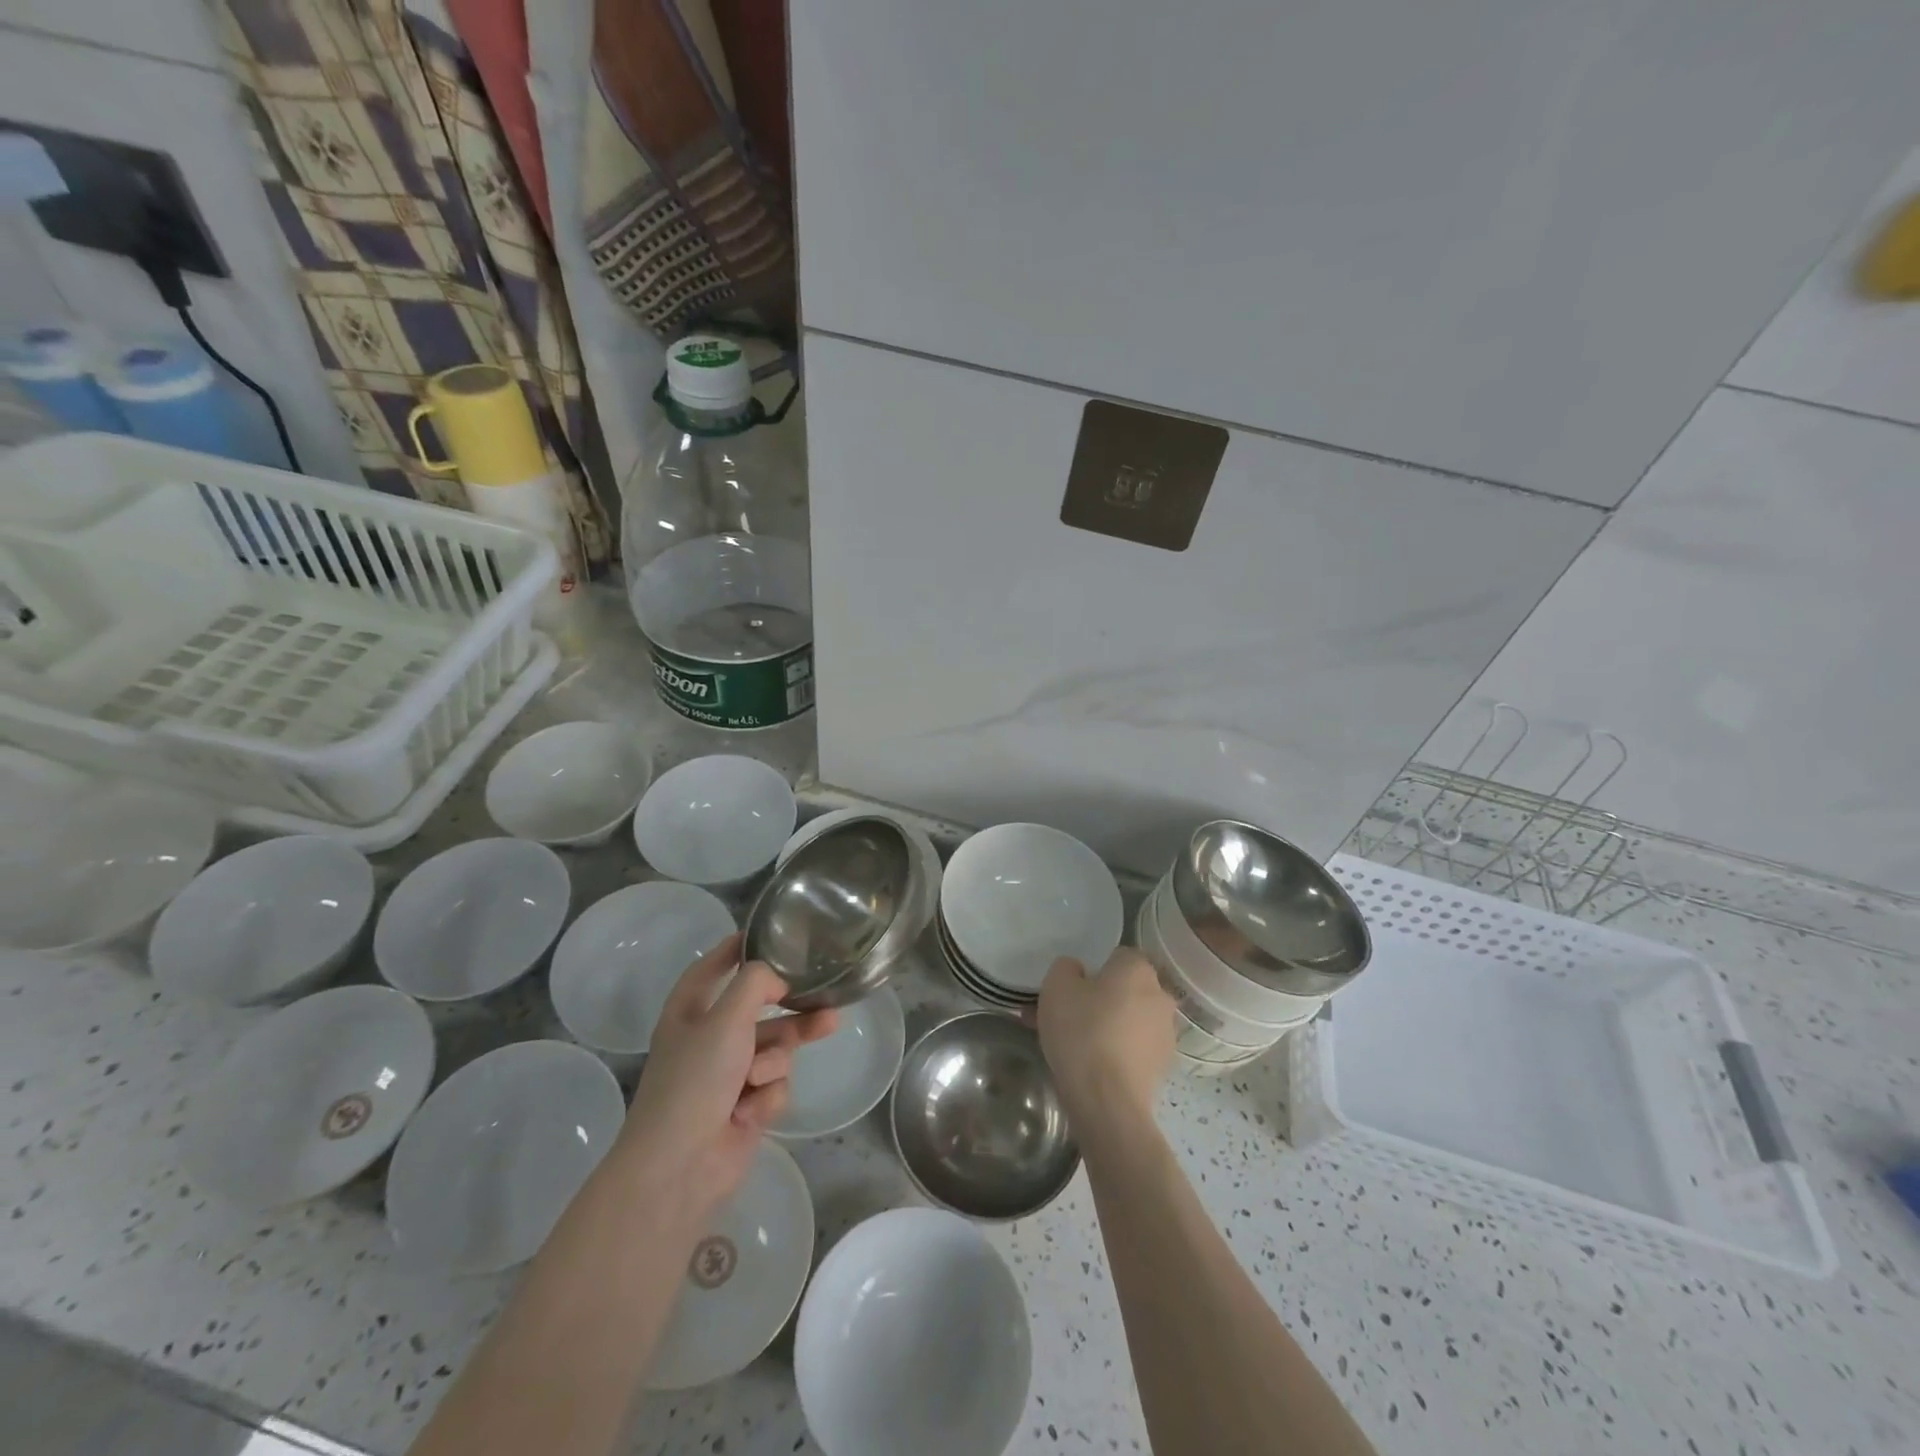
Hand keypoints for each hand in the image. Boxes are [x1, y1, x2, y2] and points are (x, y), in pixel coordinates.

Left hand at [615, 934, 837, 1236]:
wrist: (679, 1167)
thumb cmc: (695, 1081)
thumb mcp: (725, 1018)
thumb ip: (756, 983)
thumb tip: (778, 978)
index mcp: (690, 1011)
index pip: (713, 967)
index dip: (737, 949)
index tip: (770, 933)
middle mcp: (709, 1039)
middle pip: (761, 1010)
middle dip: (793, 1010)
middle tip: (828, 1002)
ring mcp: (728, 1076)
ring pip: (775, 1048)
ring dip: (777, 1058)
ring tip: (797, 1051)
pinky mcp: (745, 1107)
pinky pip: (774, 1085)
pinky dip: (767, 1096)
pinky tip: (748, 1113)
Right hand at [1037, 946, 1176, 1135]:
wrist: (1107, 1100)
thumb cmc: (1081, 1031)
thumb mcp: (1056, 986)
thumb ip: (1066, 968)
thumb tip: (1078, 972)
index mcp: (1138, 969)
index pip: (1119, 956)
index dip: (1094, 969)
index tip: (1073, 989)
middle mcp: (1160, 996)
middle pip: (1126, 989)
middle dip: (1101, 999)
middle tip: (1068, 1016)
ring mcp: (1166, 1034)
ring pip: (1129, 1020)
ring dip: (1108, 1026)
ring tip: (1074, 1046)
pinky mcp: (1163, 1067)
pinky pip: (1134, 1048)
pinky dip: (1116, 1052)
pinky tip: (1091, 1067)